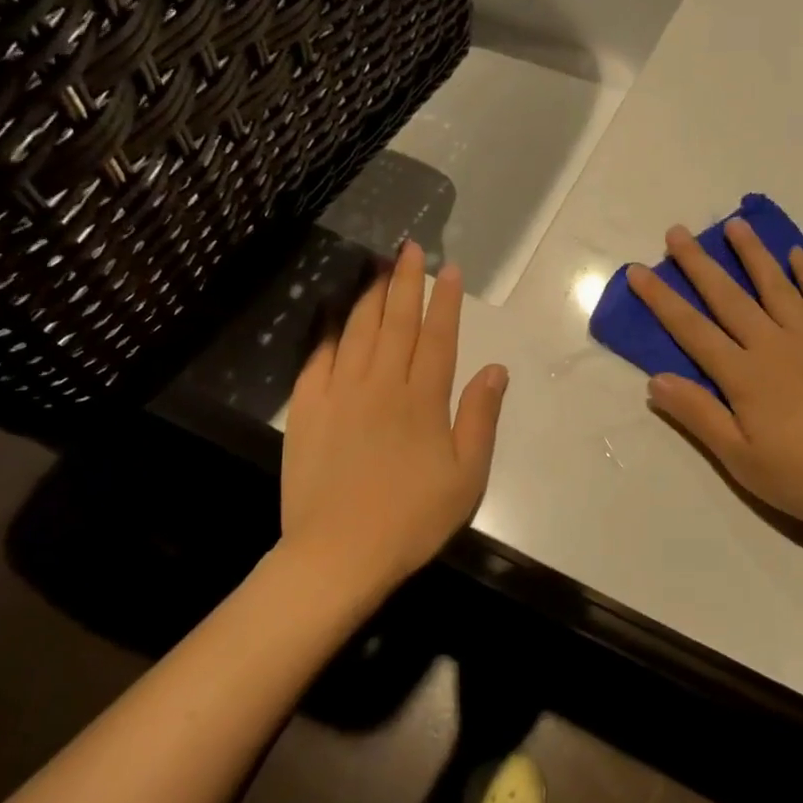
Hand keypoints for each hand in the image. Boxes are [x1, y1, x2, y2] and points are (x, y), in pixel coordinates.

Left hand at [281, 242, 507, 597]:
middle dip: (406, 282)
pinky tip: (334, 314)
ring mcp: (340, 393)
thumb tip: (495, 368)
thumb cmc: (412, 518)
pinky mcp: (306, 409)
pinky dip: (329, 332)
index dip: (445, 300)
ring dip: (370, 296)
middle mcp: (382, 384)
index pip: (438, 336)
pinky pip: (319, 358)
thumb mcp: (466, 475)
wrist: (338, 553)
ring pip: (358, 331)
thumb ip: (480, 417)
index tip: (449, 270)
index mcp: (423, 399)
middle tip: (410, 249)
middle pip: (397, 322)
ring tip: (378, 267)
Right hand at [626, 220, 802, 537]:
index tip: (637, 271)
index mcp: (744, 375)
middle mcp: (774, 346)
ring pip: (776, 287)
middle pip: (729, 298)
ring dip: (753, 254)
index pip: (692, 330)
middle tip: (678, 231)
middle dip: (699, 264)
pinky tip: (799, 256)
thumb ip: (699, 415)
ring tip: (735, 225)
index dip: (661, 300)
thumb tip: (655, 380)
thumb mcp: (741, 459)